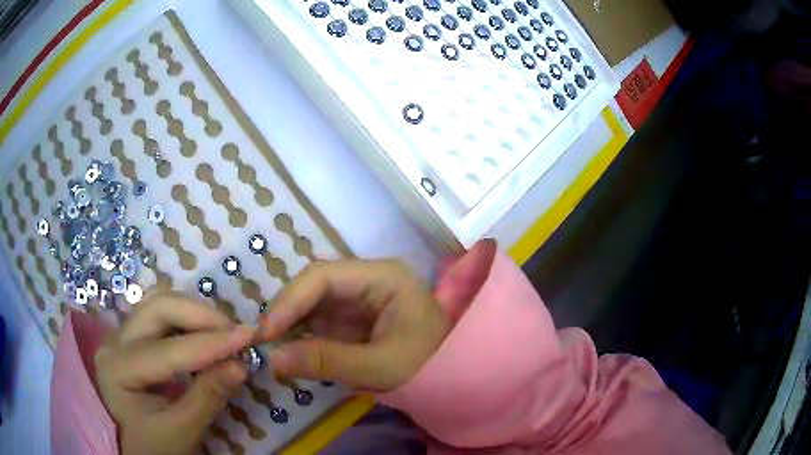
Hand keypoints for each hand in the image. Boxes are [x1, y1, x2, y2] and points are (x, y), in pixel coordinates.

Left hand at [94, 292, 255, 454]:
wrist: (141, 448)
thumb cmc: (157, 446)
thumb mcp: (183, 430)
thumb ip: (208, 397)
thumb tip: (241, 366)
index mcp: (117, 369)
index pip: (166, 350)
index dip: (208, 343)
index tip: (247, 337)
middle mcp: (115, 342)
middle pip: (157, 310)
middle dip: (200, 316)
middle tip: (236, 332)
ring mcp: (123, 335)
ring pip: (161, 305)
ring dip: (196, 314)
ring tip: (226, 333)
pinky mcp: (135, 336)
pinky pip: (164, 317)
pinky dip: (190, 321)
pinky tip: (209, 336)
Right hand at [256, 260, 452, 391]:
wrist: (454, 377)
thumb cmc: (428, 366)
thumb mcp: (379, 367)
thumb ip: (325, 361)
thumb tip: (273, 360)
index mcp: (382, 277)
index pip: (324, 277)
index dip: (289, 301)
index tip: (266, 332)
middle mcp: (368, 280)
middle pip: (315, 287)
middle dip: (286, 313)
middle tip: (262, 342)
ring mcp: (361, 299)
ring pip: (314, 304)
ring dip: (291, 325)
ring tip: (271, 348)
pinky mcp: (356, 319)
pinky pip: (321, 322)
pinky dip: (303, 336)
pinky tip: (290, 351)